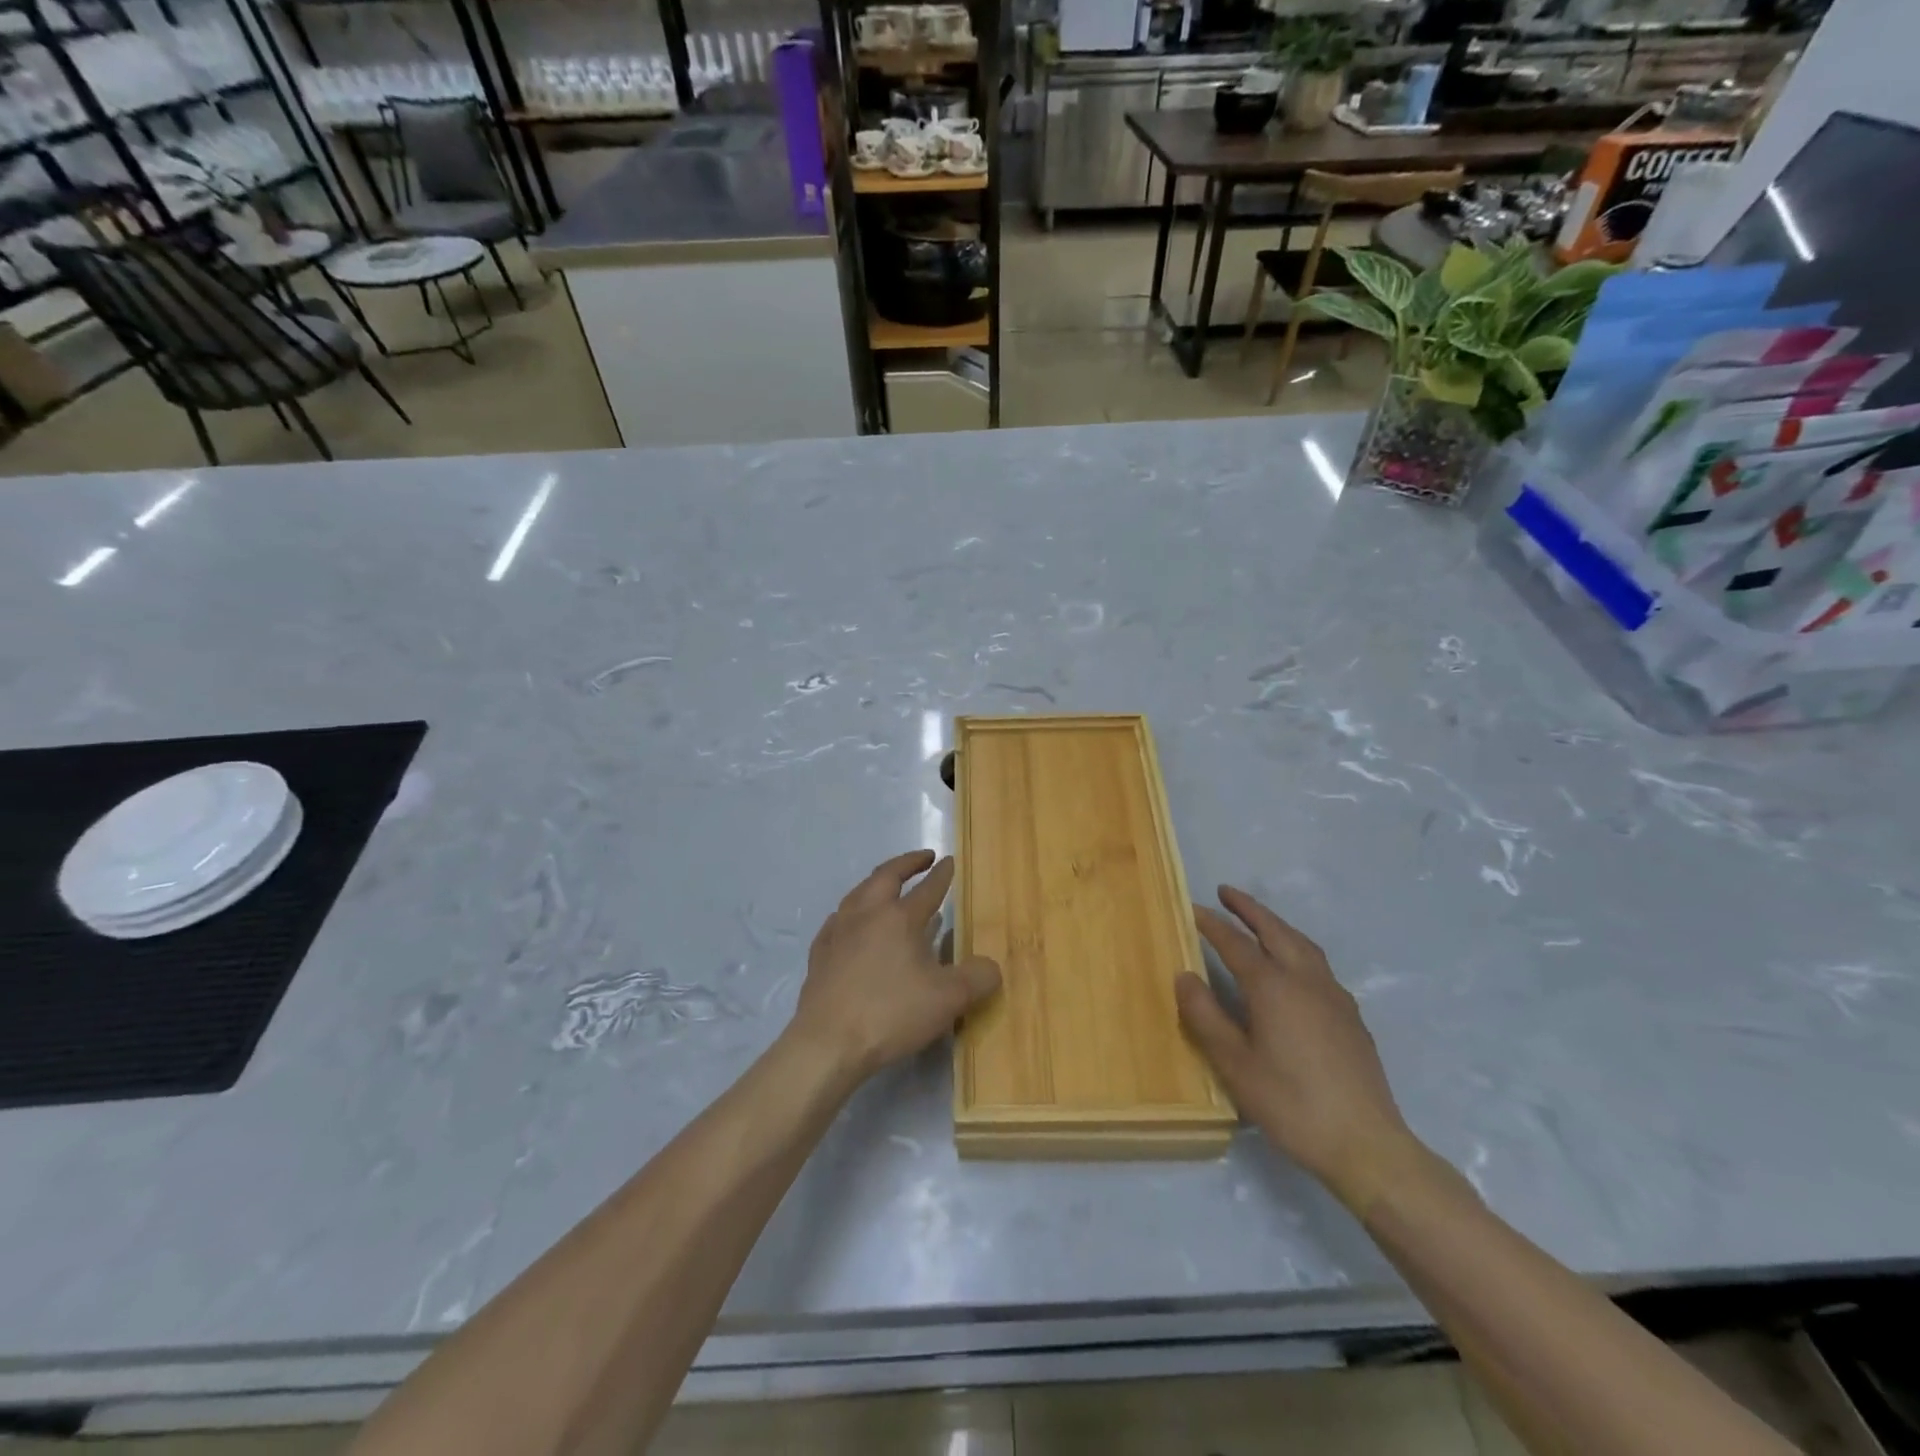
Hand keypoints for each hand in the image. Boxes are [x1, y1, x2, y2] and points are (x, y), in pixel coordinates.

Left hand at [789, 851, 1001, 1082]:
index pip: (927, 888)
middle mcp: (867, 914)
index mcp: (900, 918)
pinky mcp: (820, 953)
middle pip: (886, 876)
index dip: (942, 874)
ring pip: (859, 893)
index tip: (949, 861)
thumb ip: (978, 979)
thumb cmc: (891, 1014)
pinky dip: (853, 912)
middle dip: (907, 863)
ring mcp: (838, 932)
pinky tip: (853, 925)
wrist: (827, 1043)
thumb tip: (991, 967)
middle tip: (923, 858)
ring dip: (877, 883)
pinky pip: (838, 920)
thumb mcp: (948, 1000)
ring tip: (888, 886)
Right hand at [1177, 886, 1419, 1214]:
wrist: (1366, 1144)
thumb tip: (1184, 975)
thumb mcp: (1235, 1064)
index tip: (1192, 909)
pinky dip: (1297, 949)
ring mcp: (1334, 997)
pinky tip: (1293, 969)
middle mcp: (1306, 980)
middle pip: (1275, 931)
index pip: (1235, 944)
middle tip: (1226, 892)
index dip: (1212, 925)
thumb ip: (1206, 1016)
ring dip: (1277, 925)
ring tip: (1259, 920)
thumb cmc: (1291, 1104)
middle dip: (1249, 909)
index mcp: (1273, 987)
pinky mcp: (1351, 1017)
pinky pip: (1318, 965)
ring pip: (1302, 944)